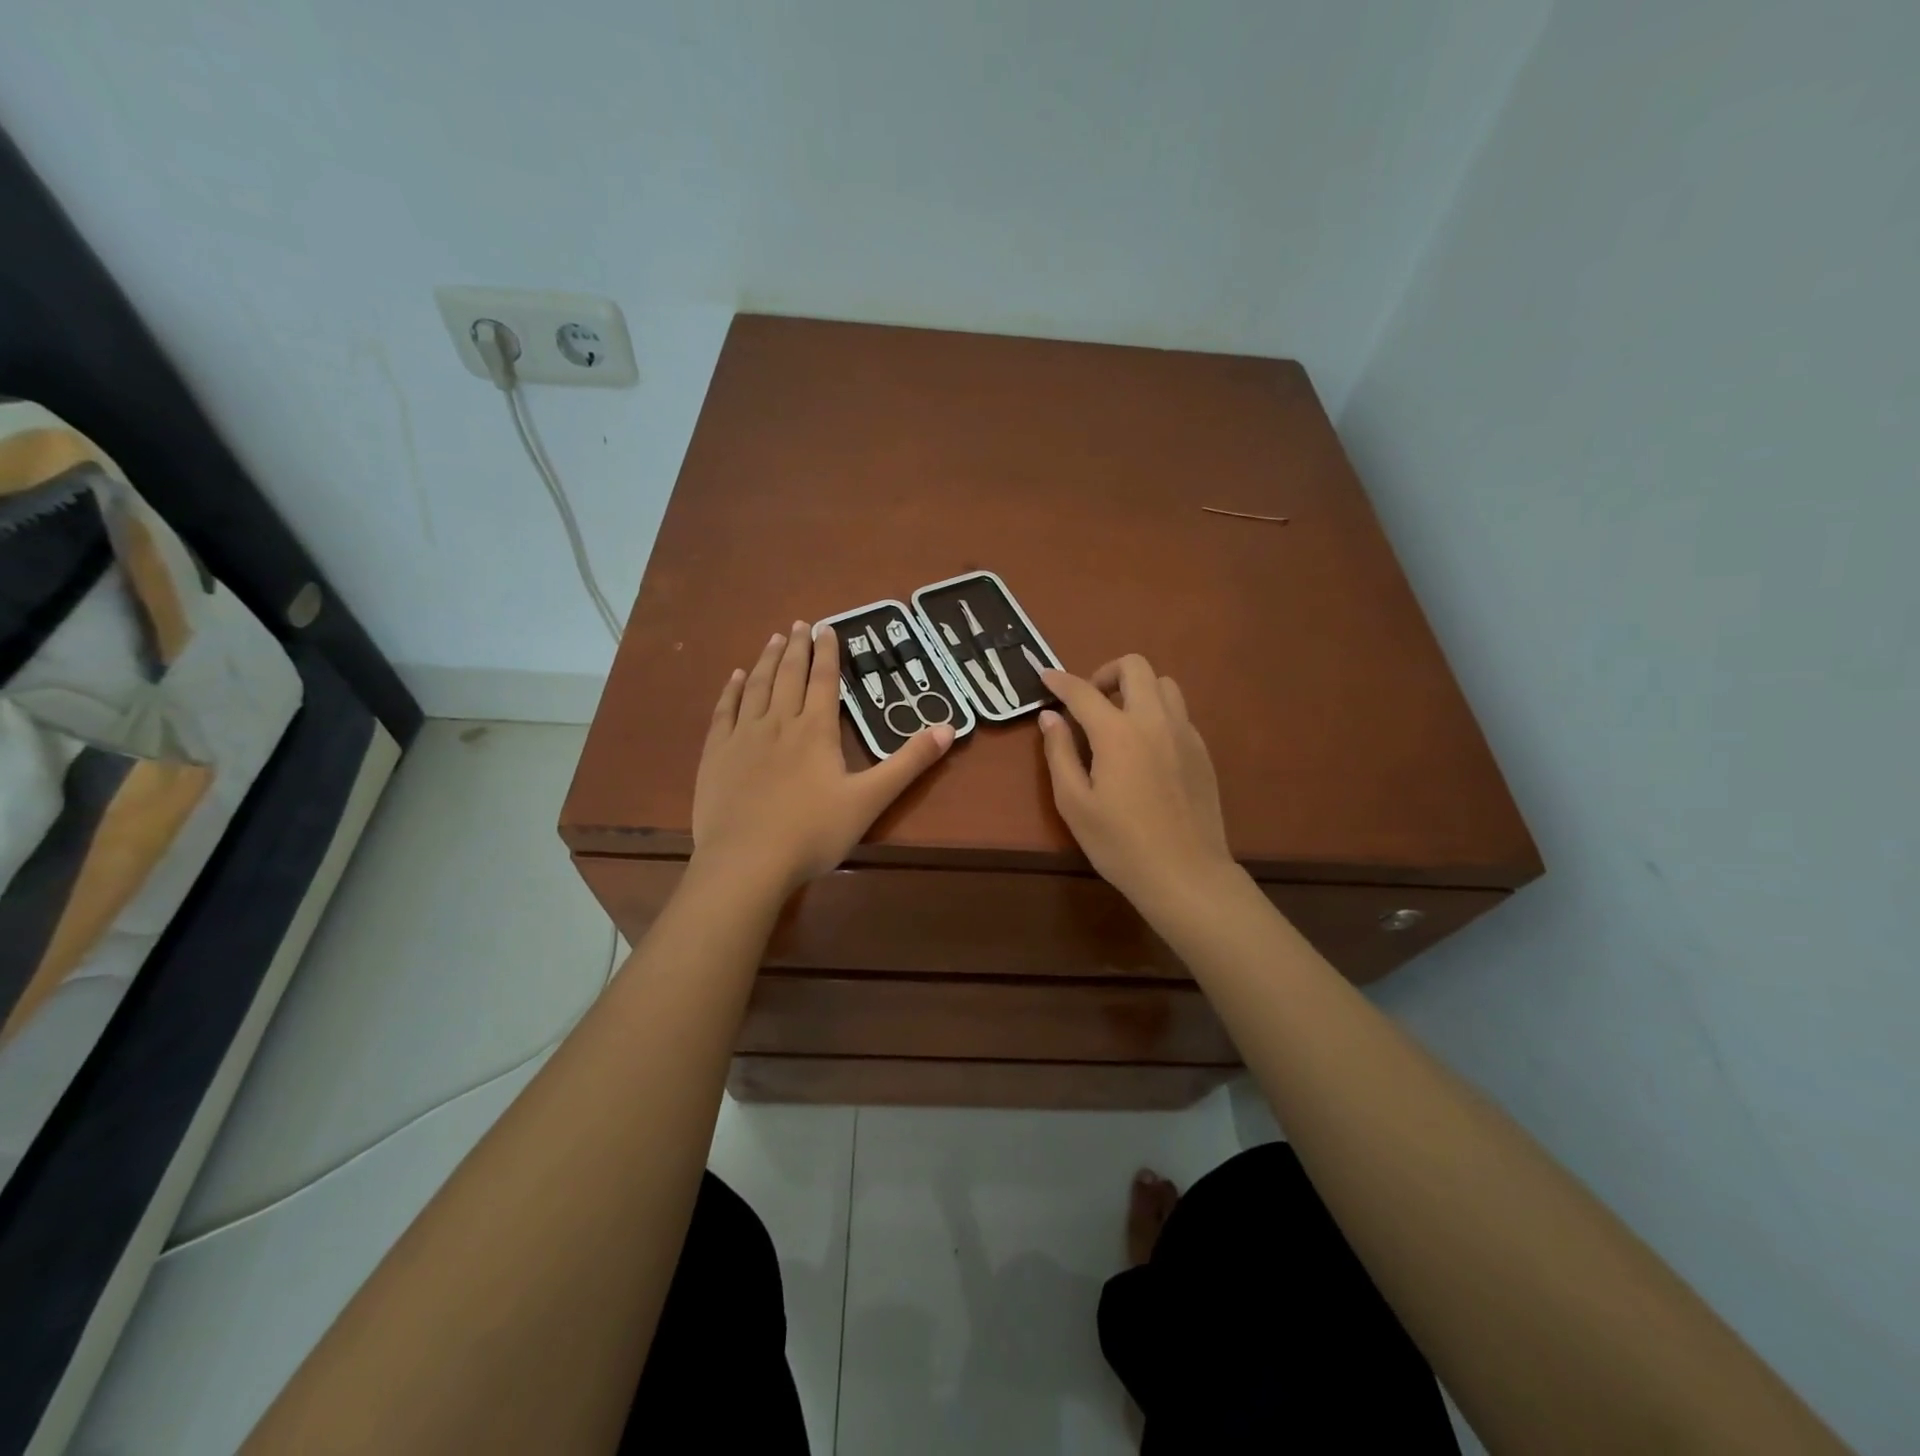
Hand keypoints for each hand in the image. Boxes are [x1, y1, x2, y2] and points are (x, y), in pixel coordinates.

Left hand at [693, 622, 952, 895]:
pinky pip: (724, 711)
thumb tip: (948, 728)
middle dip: (797, 648)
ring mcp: (743, 736)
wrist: (746, 862)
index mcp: (816, 730)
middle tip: (799, 623)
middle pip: (789, 676)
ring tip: (775, 639)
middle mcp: (779, 722)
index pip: (824, 680)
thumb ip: (908, 763)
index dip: (828, 653)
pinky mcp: (716, 754)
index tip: (827, 627)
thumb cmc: (813, 832)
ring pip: (757, 687)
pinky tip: (736, 677)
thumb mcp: (870, 799)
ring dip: (768, 660)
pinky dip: (732, 690)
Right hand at [1038, 656, 1237, 916]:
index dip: (1060, 681)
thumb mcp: (1074, 803)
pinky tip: (1145, 747)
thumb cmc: (1120, 844)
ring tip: (1119, 720)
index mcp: (1118, 733)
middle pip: (1135, 666)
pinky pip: (1178, 712)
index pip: (1083, 691)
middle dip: (1106, 673)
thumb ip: (1059, 753)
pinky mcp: (1202, 751)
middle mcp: (1154, 720)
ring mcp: (1184, 733)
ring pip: (1164, 684)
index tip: (1045, 677)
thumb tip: (1050, 717)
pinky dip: (1157, 713)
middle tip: (1089, 703)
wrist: (1185, 874)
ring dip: (1137, 689)